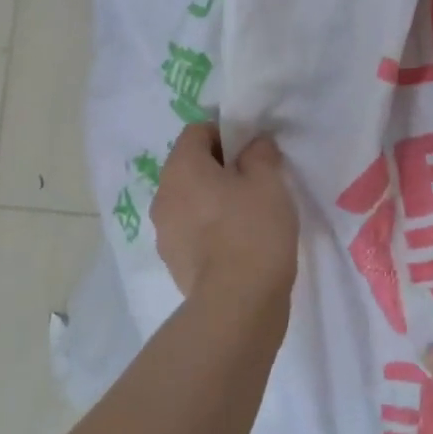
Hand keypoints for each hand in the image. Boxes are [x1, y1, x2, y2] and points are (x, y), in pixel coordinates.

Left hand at [151, 124, 297, 307]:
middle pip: (189, 167)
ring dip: (212, 201)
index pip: (196, 131)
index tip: (252, 151)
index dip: (226, 134)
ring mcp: (163, 231)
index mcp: (181, 168)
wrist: (238, 301)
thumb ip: (260, 153)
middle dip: (219, 169)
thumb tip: (253, 145)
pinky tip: (237, 244)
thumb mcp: (269, 181)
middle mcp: (163, 195)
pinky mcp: (172, 261)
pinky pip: (190, 231)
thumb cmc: (254, 230)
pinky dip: (209, 230)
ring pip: (189, 201)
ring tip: (247, 217)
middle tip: (254, 183)